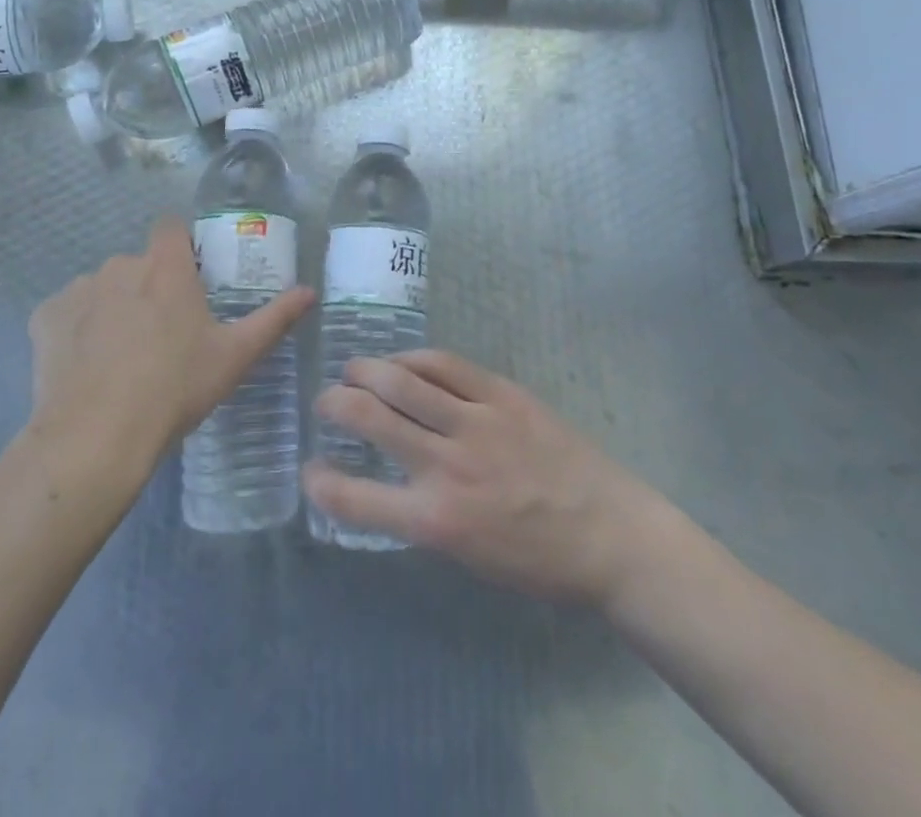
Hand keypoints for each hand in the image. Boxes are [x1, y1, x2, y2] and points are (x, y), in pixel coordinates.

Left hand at [27, 216, 313, 471]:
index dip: (179, 246)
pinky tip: (85, 366)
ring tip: (121, 357)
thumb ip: (275, 319)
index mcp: (166, 267)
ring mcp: (78, 289)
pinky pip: (67, 312)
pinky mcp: (45, 316)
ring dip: (113, 307)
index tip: (188, 278)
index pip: (170, 227)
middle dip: (149, 287)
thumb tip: (310, 291)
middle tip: (161, 334)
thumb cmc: (175, 389)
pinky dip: (77, 329)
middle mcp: (120, 265)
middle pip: (138, 263)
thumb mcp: (235, 356)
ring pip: (102, 288)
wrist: (96, 435)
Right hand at [303, 349, 663, 606]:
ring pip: (402, 380)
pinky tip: (404, 362)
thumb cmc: (539, 560)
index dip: (320, 482)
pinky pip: (445, 365)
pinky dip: (414, 359)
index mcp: (436, 520)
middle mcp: (447, 465)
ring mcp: (476, 422)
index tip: (310, 470)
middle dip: (335, 404)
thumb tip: (388, 482)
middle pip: (370, 418)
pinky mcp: (501, 394)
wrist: (610, 533)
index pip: (356, 499)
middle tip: (327, 402)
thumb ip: (422, 515)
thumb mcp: (469, 556)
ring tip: (353, 370)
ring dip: (366, 370)